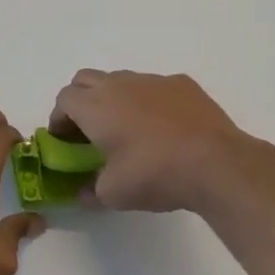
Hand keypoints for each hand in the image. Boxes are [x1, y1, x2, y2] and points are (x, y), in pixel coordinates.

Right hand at [51, 70, 249, 212]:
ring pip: (121, 80)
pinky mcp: (183, 84)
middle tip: (89, 131)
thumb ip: (90, 191)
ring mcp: (153, 80)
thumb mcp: (114, 194)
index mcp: (95, 106)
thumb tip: (83, 192)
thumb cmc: (154, 174)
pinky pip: (155, 87)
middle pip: (86, 80)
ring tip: (128, 129)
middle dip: (81, 101)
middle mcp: (119, 84)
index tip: (65, 141)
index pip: (64, 99)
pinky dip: (149, 101)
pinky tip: (164, 127)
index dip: (59, 119)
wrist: (215, 162)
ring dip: (115, 99)